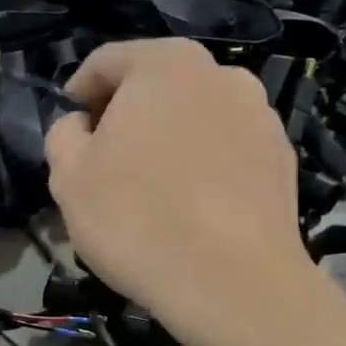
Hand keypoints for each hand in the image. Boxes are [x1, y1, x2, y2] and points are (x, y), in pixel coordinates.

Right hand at [44, 38, 313, 344]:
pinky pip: (228, 149)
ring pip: (196, 116)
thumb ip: (63, 135)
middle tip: (106, 161)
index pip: (106, 62)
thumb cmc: (137, 219)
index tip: (70, 130)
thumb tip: (80, 126)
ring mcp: (261, 114)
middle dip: (126, 115)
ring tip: (153, 188)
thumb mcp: (68, 177)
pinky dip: (205, 164)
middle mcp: (220, 73)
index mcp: (164, 64)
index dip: (78, 93)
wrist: (233, 283)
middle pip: (156, 84)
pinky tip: (193, 207)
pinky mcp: (282, 157)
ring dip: (169, 138)